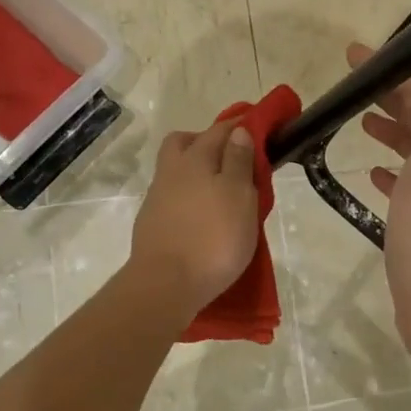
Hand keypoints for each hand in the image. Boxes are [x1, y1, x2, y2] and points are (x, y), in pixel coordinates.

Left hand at [128, 118, 260, 316]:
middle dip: (207, 142)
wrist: (165, 285)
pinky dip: (189, 198)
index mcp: (196, 158)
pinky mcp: (152, 224)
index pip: (220, 130)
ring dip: (197, 173)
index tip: (259, 126)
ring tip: (222, 194)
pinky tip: (203, 217)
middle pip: (185, 143)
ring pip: (177, 171)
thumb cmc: (213, 238)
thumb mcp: (239, 196)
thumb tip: (238, 131)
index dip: (241, 125)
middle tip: (232, 158)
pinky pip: (173, 197)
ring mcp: (157, 198)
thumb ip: (239, 161)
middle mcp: (171, 171)